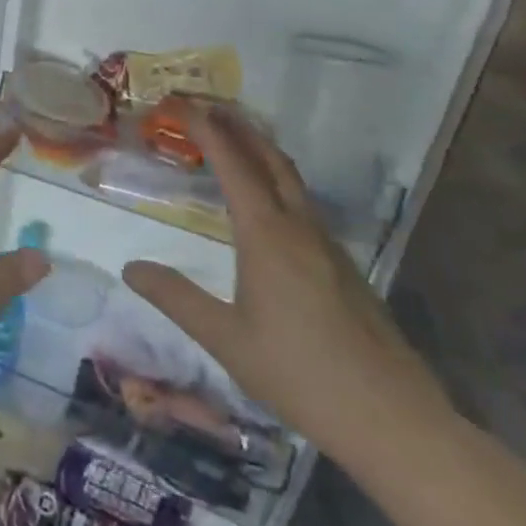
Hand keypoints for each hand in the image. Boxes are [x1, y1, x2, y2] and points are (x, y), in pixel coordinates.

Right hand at [121, 105, 453, 477]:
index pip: (234, 166)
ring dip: (261, 152)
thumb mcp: (224, 338)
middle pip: (271, 160)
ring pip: (292, 181)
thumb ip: (175, 297)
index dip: (207, 130)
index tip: (182, 104)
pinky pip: (303, 206)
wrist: (394, 421)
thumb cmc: (300, 374)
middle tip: (207, 106)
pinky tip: (265, 205)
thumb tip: (131, 267)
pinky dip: (276, 183)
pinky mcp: (344, 269)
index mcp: (268, 237)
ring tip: (232, 141)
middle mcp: (300, 230)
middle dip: (239, 127)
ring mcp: (328, 248)